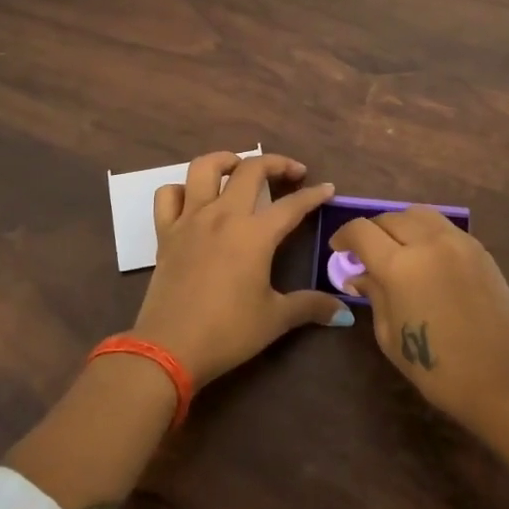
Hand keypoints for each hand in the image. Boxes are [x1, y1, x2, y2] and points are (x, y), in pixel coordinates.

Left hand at [133, 151, 353, 387]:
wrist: (169, 348)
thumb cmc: (228, 332)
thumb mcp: (275, 319)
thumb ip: (310, 307)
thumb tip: (343, 313)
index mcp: (255, 234)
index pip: (292, 205)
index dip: (313, 195)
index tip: (327, 189)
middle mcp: (223, 216)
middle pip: (250, 170)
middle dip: (276, 163)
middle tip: (291, 173)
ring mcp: (190, 220)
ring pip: (204, 168)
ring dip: (225, 160)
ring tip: (239, 168)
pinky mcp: (165, 233)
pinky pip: (168, 196)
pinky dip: (181, 190)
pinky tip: (193, 200)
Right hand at [330, 207, 508, 436]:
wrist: (503, 377)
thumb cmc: (438, 367)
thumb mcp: (390, 336)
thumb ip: (374, 296)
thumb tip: (360, 275)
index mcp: (399, 266)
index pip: (361, 231)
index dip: (344, 236)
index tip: (339, 249)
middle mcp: (428, 243)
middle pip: (389, 217)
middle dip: (372, 232)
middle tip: (366, 253)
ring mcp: (458, 242)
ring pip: (419, 214)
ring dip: (400, 225)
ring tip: (397, 248)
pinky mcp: (479, 249)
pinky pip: (444, 227)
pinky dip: (426, 232)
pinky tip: (426, 256)